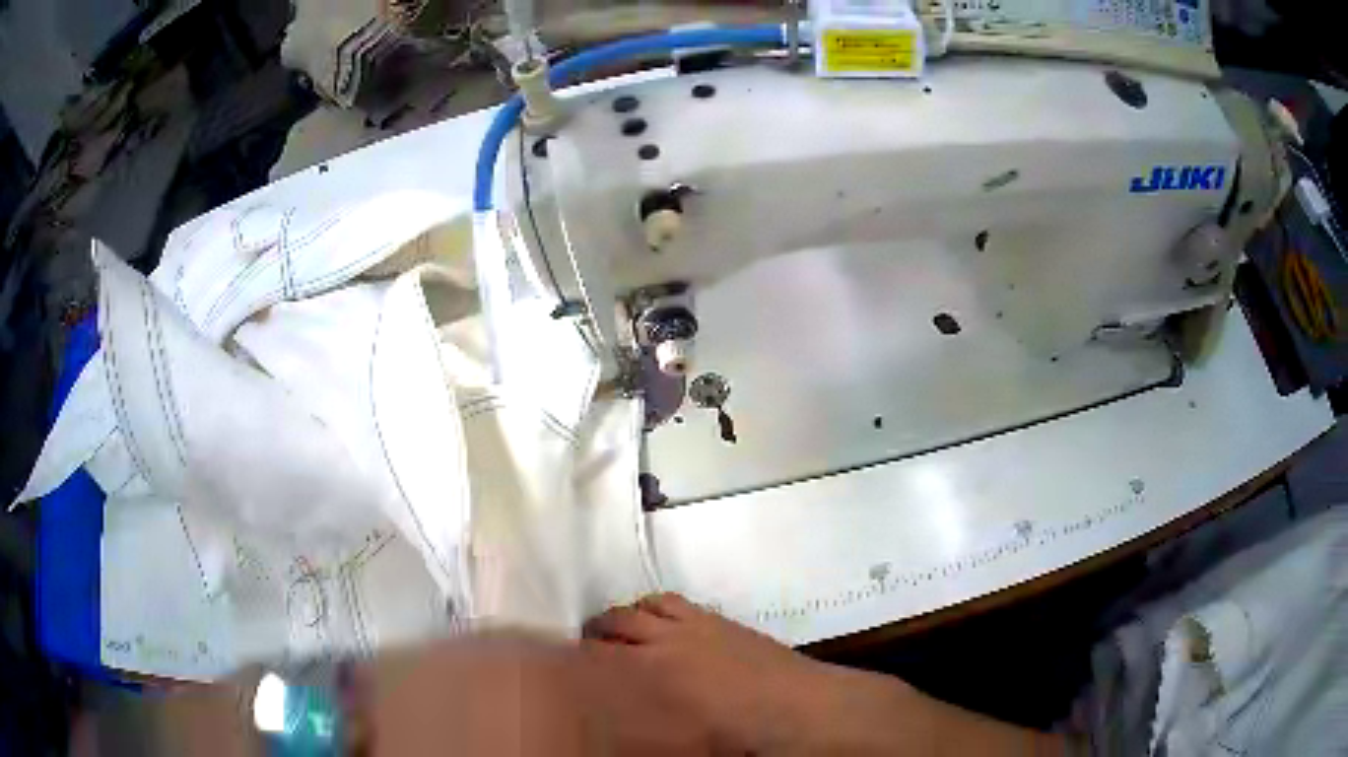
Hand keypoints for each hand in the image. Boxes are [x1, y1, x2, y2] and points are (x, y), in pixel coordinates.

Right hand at [583, 593, 863, 753]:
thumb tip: (614, 724)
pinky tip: (652, 623)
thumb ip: (639, 730)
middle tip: (579, 656)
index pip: (594, 659)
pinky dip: (651, 608)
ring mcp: (691, 626)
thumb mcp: (678, 743)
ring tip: (611, 635)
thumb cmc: (739, 738)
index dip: (571, 661)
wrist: (800, 710)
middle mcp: (664, 642)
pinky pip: (671, 602)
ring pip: (639, 608)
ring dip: (618, 620)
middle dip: (588, 638)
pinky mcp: (714, 619)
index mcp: (652, 676)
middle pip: (609, 625)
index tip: (558, 669)